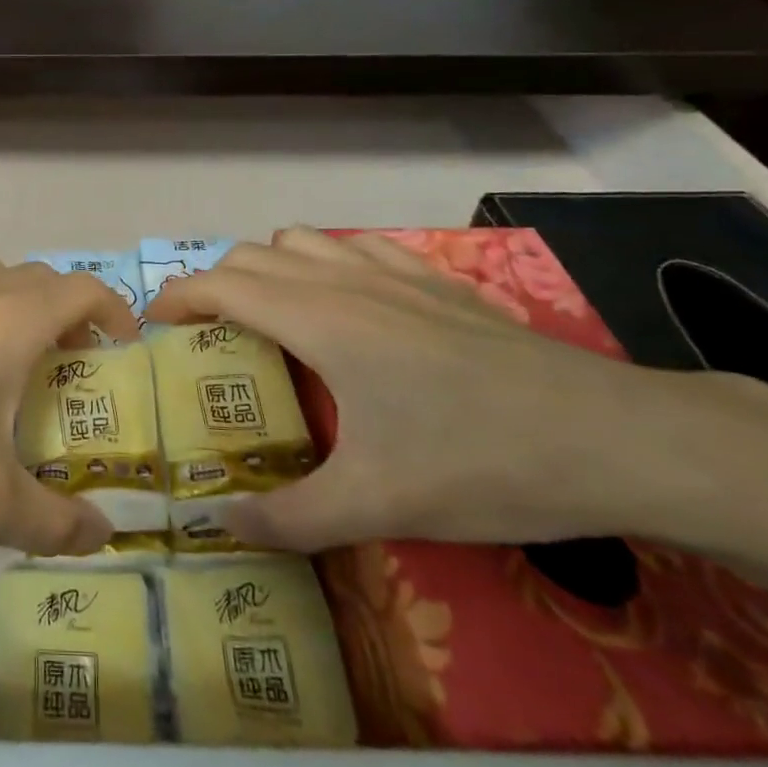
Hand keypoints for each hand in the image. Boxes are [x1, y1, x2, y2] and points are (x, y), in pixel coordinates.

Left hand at [0, 260, 140, 562]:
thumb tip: (101, 538)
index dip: (112, 311)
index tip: (124, 347)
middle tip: (73, 364)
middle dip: (67, 311)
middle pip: (36, 279)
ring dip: (16, 308)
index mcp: (8, 321)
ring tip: (15, 364)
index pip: (80, 289)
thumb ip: (54, 522)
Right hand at [145, 227, 668, 550]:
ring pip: (303, 241)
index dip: (177, 297)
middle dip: (215, 285)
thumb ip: (289, 518)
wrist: (613, 437)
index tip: (154, 325)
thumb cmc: (480, 461)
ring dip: (269, 267)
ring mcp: (395, 272)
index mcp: (319, 320)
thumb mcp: (378, 504)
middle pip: (252, 256)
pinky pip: (358, 246)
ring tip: (272, 317)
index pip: (221, 285)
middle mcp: (345, 281)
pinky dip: (328, 261)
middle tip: (210, 336)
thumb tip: (222, 525)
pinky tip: (350, 303)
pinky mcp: (437, 280)